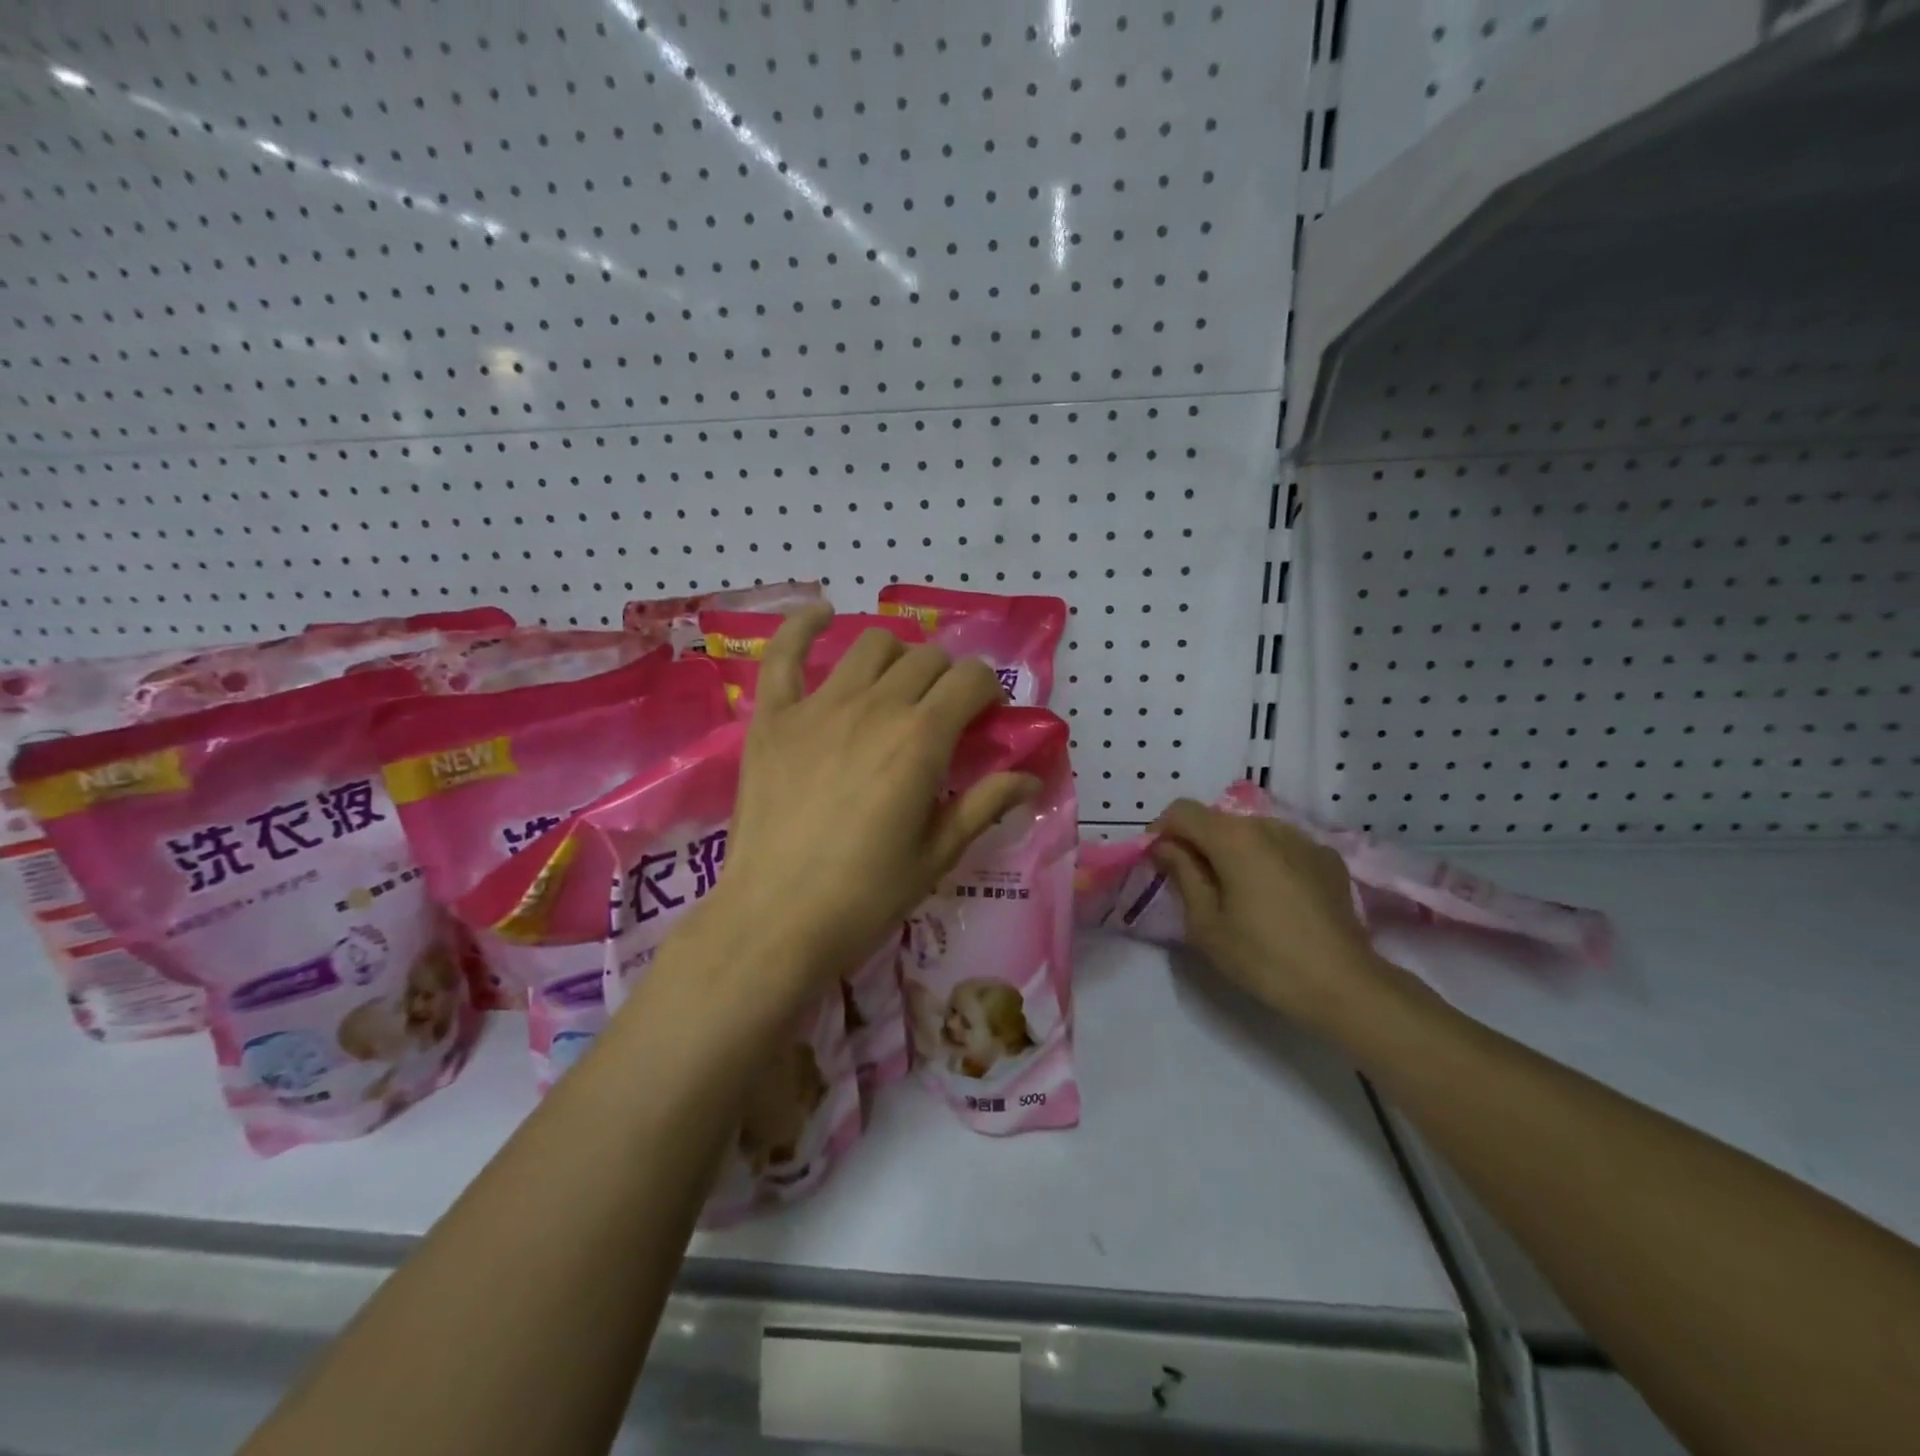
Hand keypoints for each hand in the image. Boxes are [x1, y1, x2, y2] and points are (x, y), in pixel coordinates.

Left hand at [709, 606, 1037, 996]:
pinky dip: (804, 626)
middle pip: (926, 658)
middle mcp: (875, 706)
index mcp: (922, 739)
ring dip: (896, 657)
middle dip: (947, 677)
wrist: (775, 921)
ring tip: (895, 687)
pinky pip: (784, 653)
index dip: (987, 690)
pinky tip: (823, 616)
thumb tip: (1031, 778)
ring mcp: (818, 706)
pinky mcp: (772, 718)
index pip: (971, 680)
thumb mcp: (937, 855)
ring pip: (871, 646)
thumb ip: (984, 805)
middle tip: (942, 713)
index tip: (985, 715)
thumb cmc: (865, 896)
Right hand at [1150, 799, 1399, 1032]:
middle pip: (1217, 820)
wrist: (1345, 986)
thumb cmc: (1263, 957)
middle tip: (1192, 884)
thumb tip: (1167, 847)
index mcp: (1233, 838)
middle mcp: (1268, 825)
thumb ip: (1182, 874)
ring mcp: (1303, 839)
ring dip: (1232, 851)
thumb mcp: (1206, 923)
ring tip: (1235, 893)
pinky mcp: (1327, 859)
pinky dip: (1266, 861)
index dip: (1161, 831)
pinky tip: (1273, 899)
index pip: (1181, 811)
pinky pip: (1282, 847)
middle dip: (1196, 843)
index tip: (1157, 862)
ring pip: (1251, 832)